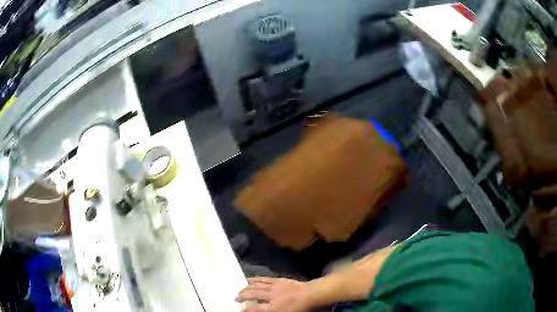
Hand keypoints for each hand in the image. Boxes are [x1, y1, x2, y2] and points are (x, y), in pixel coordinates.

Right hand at [236, 277, 310, 311]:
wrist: (310, 294)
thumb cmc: (298, 307)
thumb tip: (257, 310)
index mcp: (273, 307)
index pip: (255, 309)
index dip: (246, 310)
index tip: (240, 310)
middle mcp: (271, 296)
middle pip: (253, 295)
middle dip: (242, 296)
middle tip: (235, 298)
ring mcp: (274, 287)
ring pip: (257, 286)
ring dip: (247, 287)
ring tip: (240, 290)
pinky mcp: (278, 280)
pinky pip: (264, 279)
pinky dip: (255, 279)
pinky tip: (249, 279)